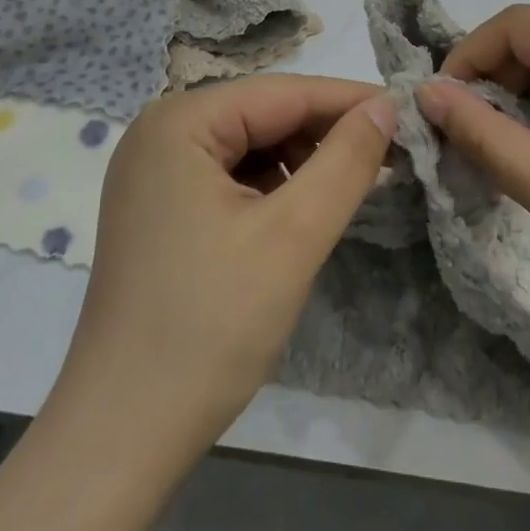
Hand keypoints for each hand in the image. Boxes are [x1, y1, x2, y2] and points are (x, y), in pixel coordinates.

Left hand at [62, 74, 395, 451]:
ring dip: (300, 163)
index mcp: (179, 121)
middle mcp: (160, 131)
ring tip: (347, 190)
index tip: (407, 112)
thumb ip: (346, 161)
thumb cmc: (209, 326)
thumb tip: (386, 105)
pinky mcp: (158, 207)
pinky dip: (270, 188)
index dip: (349, 101)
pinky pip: (228, 176)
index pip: (283, 93)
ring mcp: (153, 171)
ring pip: (249, 146)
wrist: (121, 437)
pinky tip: (298, 214)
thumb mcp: (293, 235)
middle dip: (324, 135)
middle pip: (263, 115)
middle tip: (390, 156)